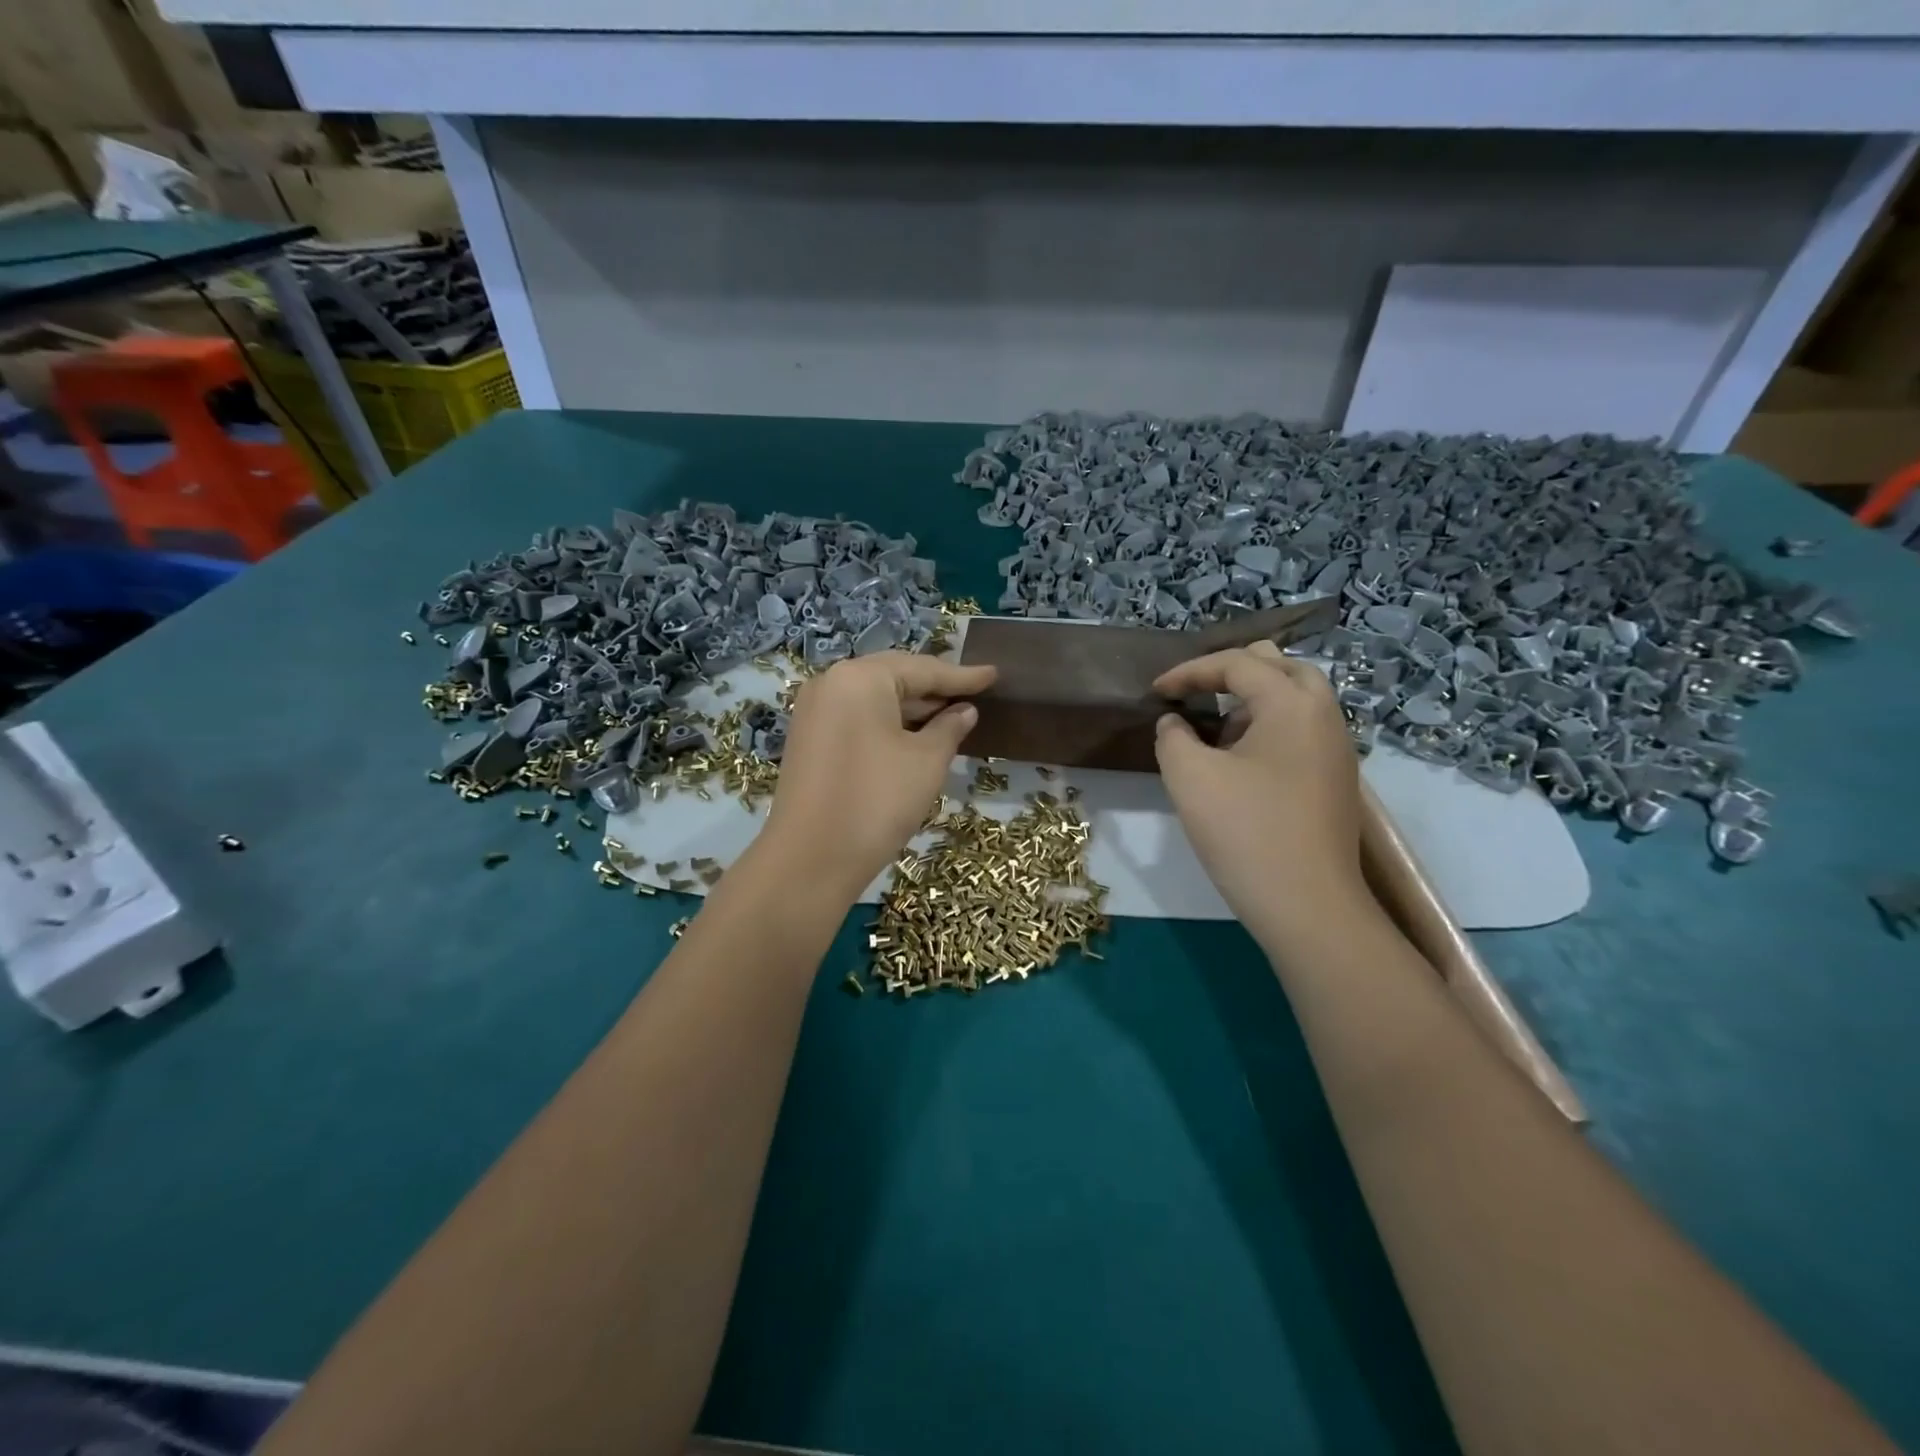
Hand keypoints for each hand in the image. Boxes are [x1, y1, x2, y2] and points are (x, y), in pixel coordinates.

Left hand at [760, 652, 995, 900]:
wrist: (810, 859)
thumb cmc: (877, 801)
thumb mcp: (926, 762)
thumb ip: (950, 728)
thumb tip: (964, 710)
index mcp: (860, 677)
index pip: (922, 669)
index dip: (962, 676)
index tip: (994, 674)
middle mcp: (831, 683)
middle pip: (894, 677)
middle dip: (934, 690)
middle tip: (974, 695)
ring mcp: (814, 711)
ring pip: (874, 699)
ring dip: (912, 709)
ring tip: (952, 717)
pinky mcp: (808, 739)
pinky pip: (857, 718)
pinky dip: (888, 724)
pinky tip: (914, 737)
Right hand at [1153, 642, 1367, 951]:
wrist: (1308, 906)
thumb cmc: (1245, 831)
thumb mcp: (1189, 777)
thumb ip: (1173, 737)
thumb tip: (1176, 723)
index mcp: (1292, 703)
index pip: (1238, 663)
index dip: (1190, 672)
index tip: (1155, 692)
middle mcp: (1324, 715)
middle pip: (1280, 667)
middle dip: (1232, 672)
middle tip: (1196, 690)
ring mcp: (1336, 749)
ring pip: (1295, 699)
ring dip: (1252, 700)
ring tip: (1214, 725)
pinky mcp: (1334, 780)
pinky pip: (1301, 730)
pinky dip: (1268, 726)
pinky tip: (1240, 759)